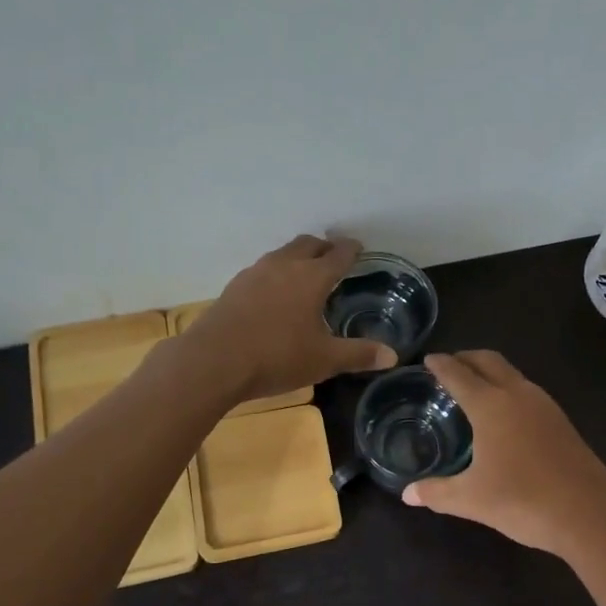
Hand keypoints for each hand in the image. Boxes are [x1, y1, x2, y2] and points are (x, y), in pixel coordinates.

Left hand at [180, 235, 396, 403]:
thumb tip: (392, 356)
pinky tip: (275, 294)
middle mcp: (284, 266)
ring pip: (282, 253)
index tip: (359, 248)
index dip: (352, 250)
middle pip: (308, 244)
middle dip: (324, 247)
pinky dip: (276, 273)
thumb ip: (359, 354)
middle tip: (334, 257)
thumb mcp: (324, 360)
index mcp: (312, 277)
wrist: (213, 361)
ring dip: (298, 257)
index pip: (339, 255)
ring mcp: (255, 273)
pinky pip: (263, 269)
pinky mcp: (234, 287)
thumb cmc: (277, 357)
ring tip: (305, 273)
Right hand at [402, 351, 605, 555]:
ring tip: (473, 387)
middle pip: (489, 361)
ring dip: (490, 372)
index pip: (458, 374)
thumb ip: (437, 492)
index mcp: (491, 405)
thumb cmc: (523, 500)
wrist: (590, 514)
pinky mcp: (561, 421)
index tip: (428, 359)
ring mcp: (544, 405)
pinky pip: (527, 390)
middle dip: (466, 358)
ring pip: (512, 374)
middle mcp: (517, 394)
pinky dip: (507, 388)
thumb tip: (408, 494)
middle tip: (448, 365)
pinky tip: (504, 414)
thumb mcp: (471, 500)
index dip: (441, 365)